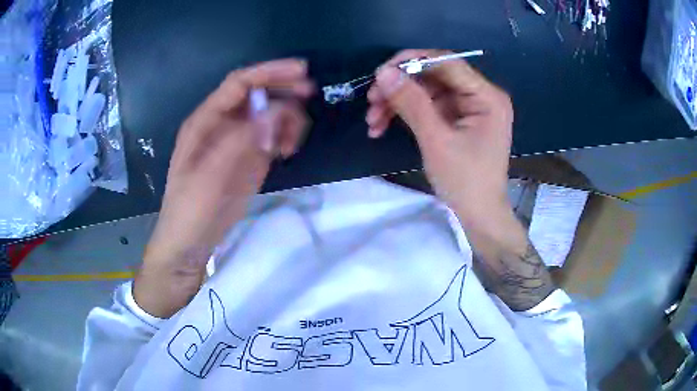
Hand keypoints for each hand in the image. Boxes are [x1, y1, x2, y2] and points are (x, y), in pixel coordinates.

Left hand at [135, 59, 312, 316]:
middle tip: (310, 95)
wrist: (190, 243)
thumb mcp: (210, 175)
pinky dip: (285, 137)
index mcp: (206, 120)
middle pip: (257, 95)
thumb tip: (278, 110)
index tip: (301, 71)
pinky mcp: (249, 159)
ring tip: (290, 142)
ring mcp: (238, 142)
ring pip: (269, 115)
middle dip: (284, 91)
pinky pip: (272, 137)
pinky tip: (287, 151)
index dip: (269, 72)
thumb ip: (241, 140)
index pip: (240, 84)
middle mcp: (222, 125)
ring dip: (286, 119)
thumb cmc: (191, 208)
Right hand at [366, 50, 512, 227]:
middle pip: (433, 77)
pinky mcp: (456, 120)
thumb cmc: (465, 182)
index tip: (380, 72)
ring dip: (397, 103)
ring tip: (372, 121)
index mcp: (486, 97)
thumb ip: (411, 102)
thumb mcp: (437, 141)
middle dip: (400, 87)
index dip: (412, 61)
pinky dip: (405, 115)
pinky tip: (381, 126)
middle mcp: (479, 96)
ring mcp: (467, 108)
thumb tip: (383, 72)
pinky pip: (426, 107)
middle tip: (371, 100)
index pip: (447, 63)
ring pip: (425, 92)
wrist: (478, 215)